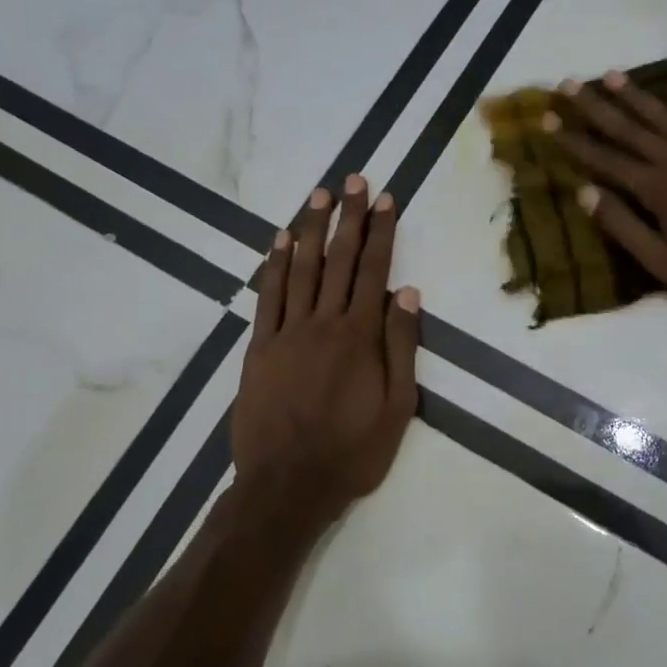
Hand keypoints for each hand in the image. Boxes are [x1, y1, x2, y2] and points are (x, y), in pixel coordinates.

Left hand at [232, 175, 419, 534]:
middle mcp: (323, 323)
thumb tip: (407, 294)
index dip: (382, 232)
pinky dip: (274, 265)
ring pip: (302, 269)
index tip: (387, 199)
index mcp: (360, 336)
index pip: (375, 270)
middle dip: (349, 217)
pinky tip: (280, 240)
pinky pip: (268, 297)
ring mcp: (287, 332)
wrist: (286, 486)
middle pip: (339, 259)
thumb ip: (402, 347)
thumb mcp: (397, 407)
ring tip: (320, 195)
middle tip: (354, 180)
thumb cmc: (352, 451)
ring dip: (311, 229)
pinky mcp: (259, 347)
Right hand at [548, 70, 666, 312]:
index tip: (549, 121)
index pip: (607, 161)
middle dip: (597, 108)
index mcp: (659, 191)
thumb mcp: (665, 264)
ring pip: (666, 118)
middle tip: (569, 84)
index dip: (575, 141)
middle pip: (631, 130)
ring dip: (637, 96)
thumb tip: (586, 194)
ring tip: (611, 75)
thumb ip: (625, 227)